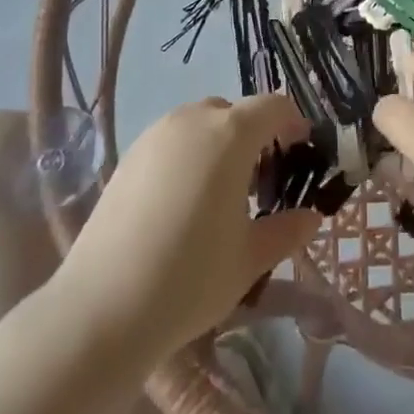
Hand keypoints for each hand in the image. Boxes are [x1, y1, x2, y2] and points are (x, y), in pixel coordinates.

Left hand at [54, 94, 320, 359]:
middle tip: (262, 182)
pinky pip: (172, 141)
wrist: (102, 307)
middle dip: (255, 136)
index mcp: (231, 134)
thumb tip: (311, 217)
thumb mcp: (250, 259)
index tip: (301, 153)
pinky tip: (182, 203)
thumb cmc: (190, 278)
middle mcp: (193, 120)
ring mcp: (156, 134)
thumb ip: (287, 231)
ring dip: (220, 144)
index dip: (293, 123)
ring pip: (200, 124)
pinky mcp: (129, 155)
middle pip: (235, 112)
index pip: (273, 106)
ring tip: (221, 194)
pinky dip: (188, 155)